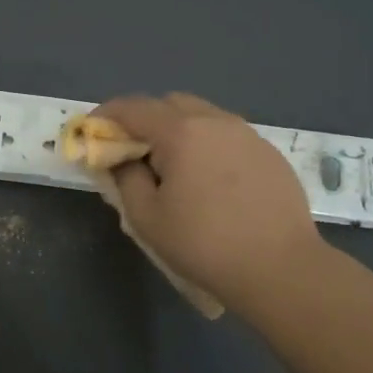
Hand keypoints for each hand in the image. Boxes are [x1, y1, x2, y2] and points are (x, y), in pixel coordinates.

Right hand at [92, 93, 327, 310]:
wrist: (281, 269)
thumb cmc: (204, 244)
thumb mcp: (146, 218)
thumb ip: (125, 178)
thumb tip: (122, 159)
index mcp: (181, 132)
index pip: (133, 107)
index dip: (106, 115)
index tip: (91, 130)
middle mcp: (215, 121)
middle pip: (169, 103)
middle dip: (144, 119)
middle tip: (133, 151)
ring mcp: (247, 134)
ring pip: (202, 116)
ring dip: (178, 129)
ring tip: (173, 166)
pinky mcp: (268, 152)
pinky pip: (227, 135)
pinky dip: (207, 144)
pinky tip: (209, 179)